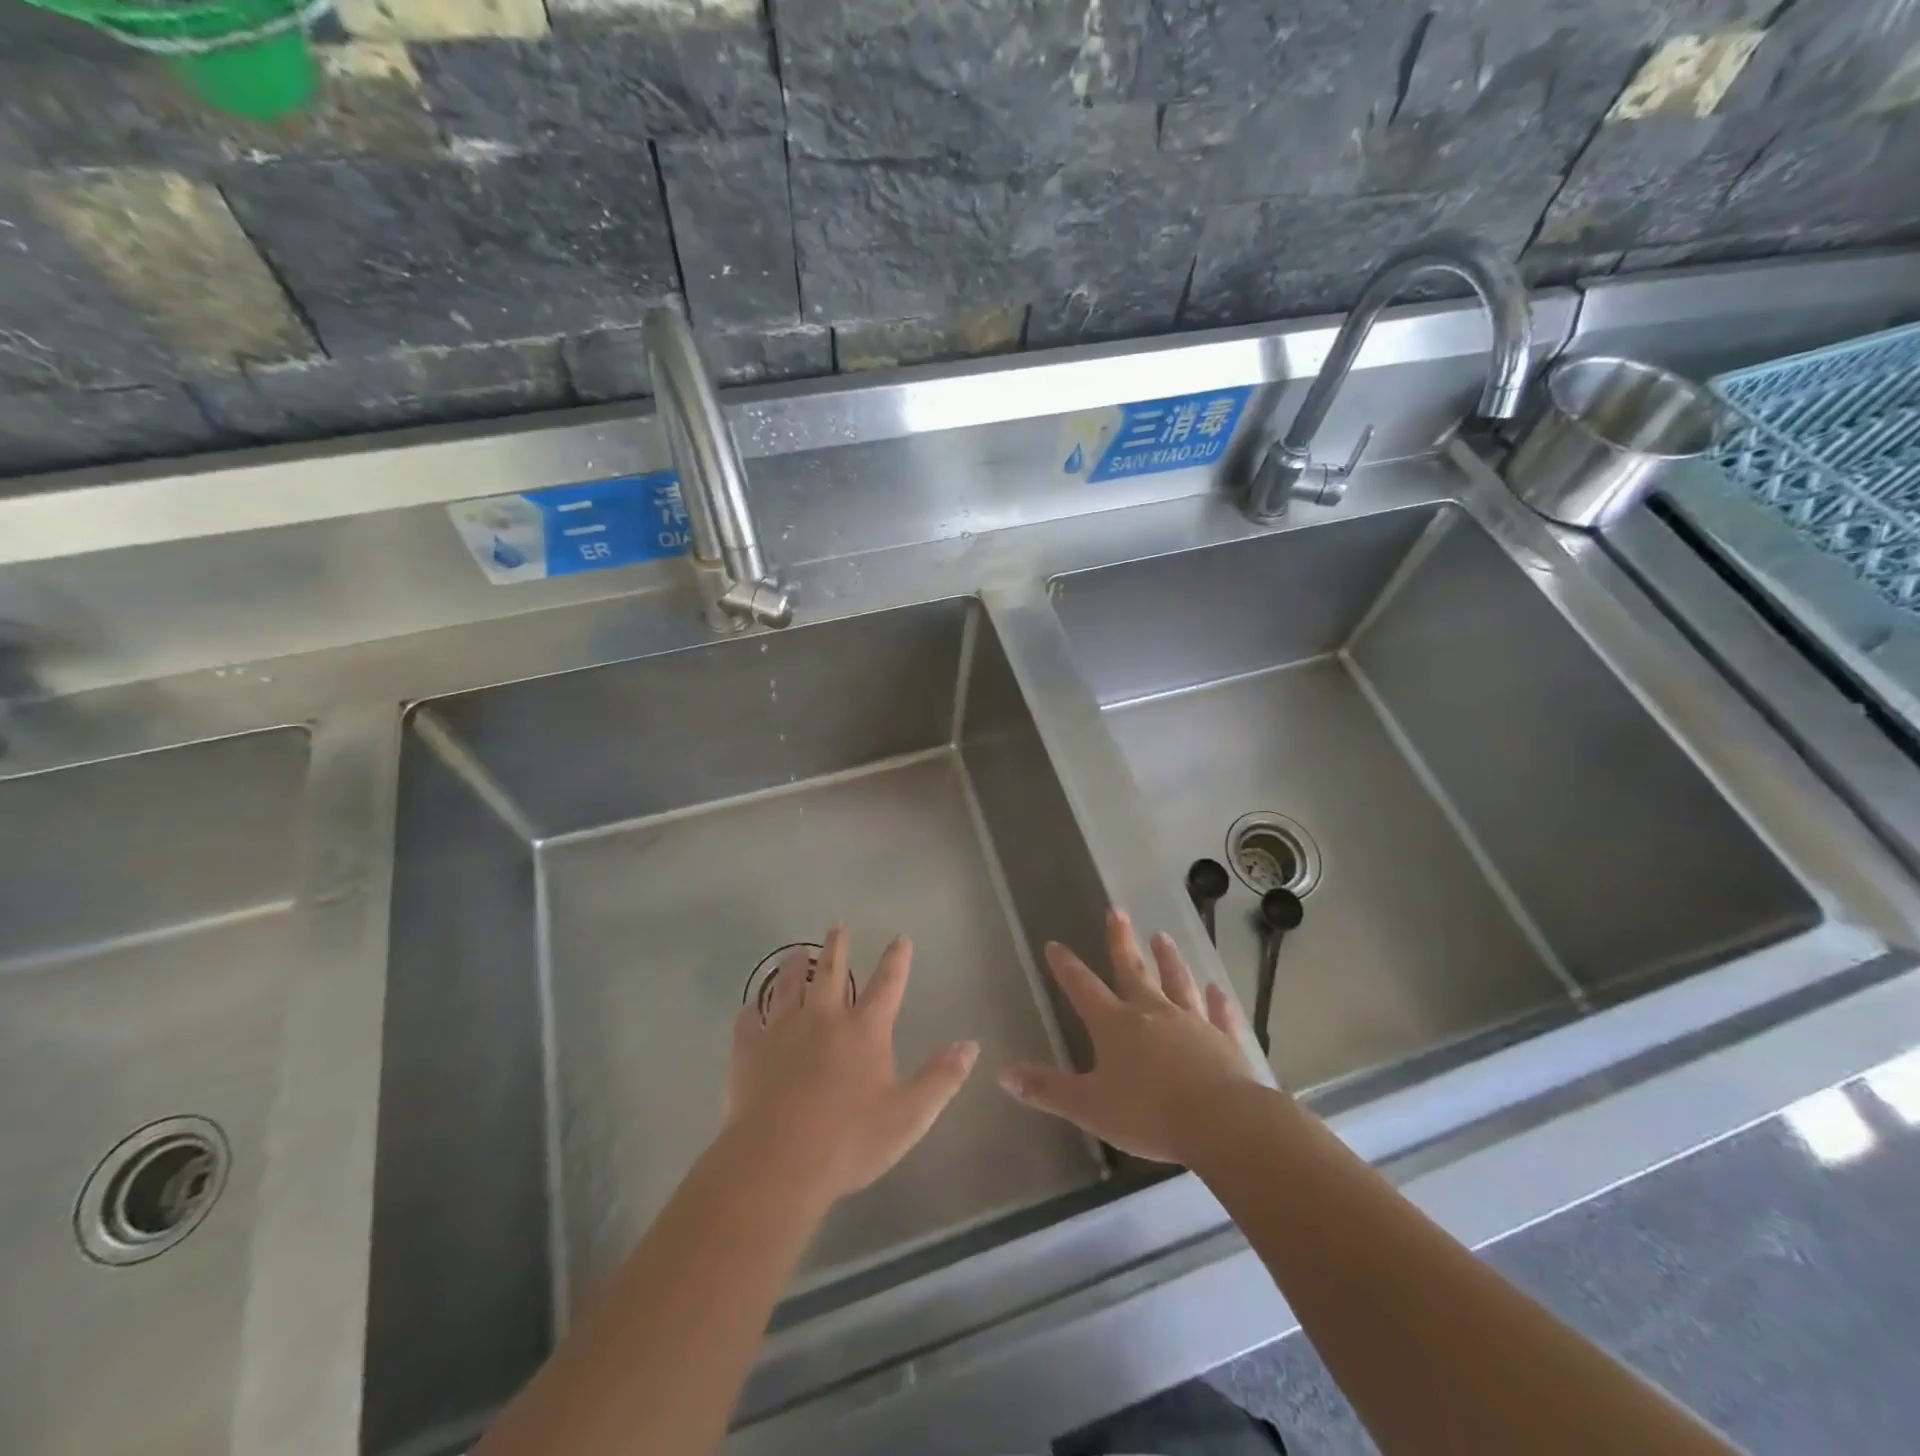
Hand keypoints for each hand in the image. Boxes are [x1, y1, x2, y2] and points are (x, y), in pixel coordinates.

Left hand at [725, 926, 978, 1203]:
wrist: (777, 1162)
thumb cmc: (849, 1140)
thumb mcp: (909, 1115)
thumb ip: (941, 1078)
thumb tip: (970, 1044)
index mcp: (865, 1030)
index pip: (887, 984)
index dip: (896, 960)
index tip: (900, 938)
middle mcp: (824, 1018)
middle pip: (831, 972)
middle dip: (837, 947)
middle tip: (837, 927)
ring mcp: (783, 1031)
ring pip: (788, 987)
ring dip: (792, 968)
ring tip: (794, 953)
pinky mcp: (750, 1051)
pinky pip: (749, 1023)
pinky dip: (751, 1013)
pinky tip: (749, 1009)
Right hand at [998, 907, 1261, 1163]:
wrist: (1219, 1122)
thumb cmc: (1147, 1114)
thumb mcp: (1088, 1106)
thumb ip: (1047, 1089)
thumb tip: (1003, 1073)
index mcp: (1115, 1025)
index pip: (1083, 988)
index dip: (1066, 967)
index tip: (1055, 944)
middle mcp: (1151, 1012)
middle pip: (1132, 970)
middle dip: (1121, 941)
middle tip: (1116, 910)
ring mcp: (1191, 1022)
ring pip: (1177, 982)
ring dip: (1168, 959)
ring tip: (1163, 937)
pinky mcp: (1224, 1040)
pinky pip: (1218, 1013)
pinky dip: (1217, 1000)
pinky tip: (1217, 987)